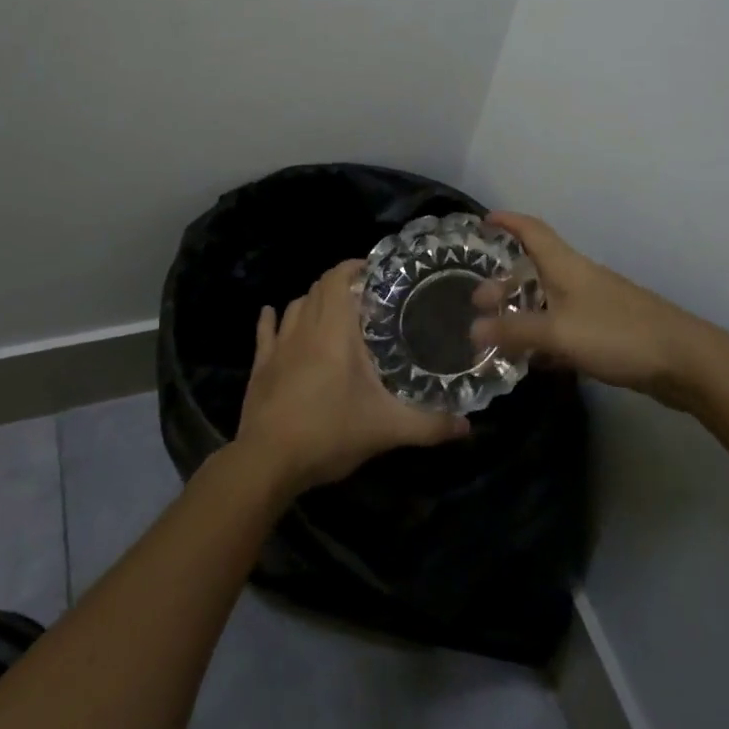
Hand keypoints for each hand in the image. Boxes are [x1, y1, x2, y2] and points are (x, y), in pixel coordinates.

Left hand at [235, 259, 468, 495]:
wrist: (268, 460)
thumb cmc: (329, 432)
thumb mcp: (387, 430)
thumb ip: (429, 425)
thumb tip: (467, 425)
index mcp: (334, 331)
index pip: (337, 279)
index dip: (351, 267)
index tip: (372, 270)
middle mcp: (304, 329)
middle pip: (317, 289)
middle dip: (338, 284)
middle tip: (363, 295)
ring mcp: (278, 347)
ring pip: (294, 306)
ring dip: (312, 301)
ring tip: (331, 309)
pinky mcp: (260, 367)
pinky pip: (265, 332)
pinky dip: (272, 319)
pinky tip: (272, 314)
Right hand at [469, 212, 722, 399]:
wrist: (683, 360)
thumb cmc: (616, 334)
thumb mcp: (557, 332)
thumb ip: (514, 332)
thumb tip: (472, 330)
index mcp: (565, 266)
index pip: (531, 231)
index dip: (508, 222)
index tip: (484, 221)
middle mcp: (578, 278)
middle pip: (534, 270)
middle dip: (503, 283)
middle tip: (478, 304)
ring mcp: (594, 305)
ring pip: (547, 301)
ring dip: (521, 313)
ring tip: (497, 336)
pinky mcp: (606, 332)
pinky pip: (563, 327)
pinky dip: (544, 337)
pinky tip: (533, 360)